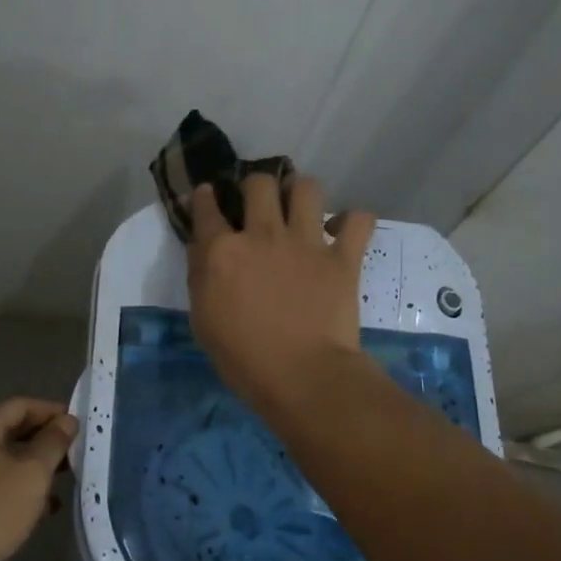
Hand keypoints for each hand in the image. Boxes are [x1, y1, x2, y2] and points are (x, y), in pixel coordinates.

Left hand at [0, 397, 78, 560]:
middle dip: (46, 439)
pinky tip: (47, 507)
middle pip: (12, 430)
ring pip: (7, 459)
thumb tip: (68, 421)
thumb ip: (53, 442)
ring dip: (36, 465)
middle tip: (77, 449)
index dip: (51, 411)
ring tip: (68, 476)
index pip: (20, 405)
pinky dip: (21, 487)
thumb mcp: (32, 472)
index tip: (80, 422)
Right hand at [186, 175, 376, 417]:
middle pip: (259, 184)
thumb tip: (205, 250)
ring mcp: (305, 243)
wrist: (302, 376)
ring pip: (306, 188)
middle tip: (259, 201)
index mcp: (222, 252)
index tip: (207, 194)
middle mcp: (262, 235)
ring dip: (300, 192)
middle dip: (256, 185)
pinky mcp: (342, 257)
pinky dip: (352, 220)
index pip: (206, 208)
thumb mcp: (203, 320)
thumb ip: (201, 277)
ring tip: (300, 206)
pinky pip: (358, 219)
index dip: (204, 197)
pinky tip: (342, 230)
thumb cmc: (243, 359)